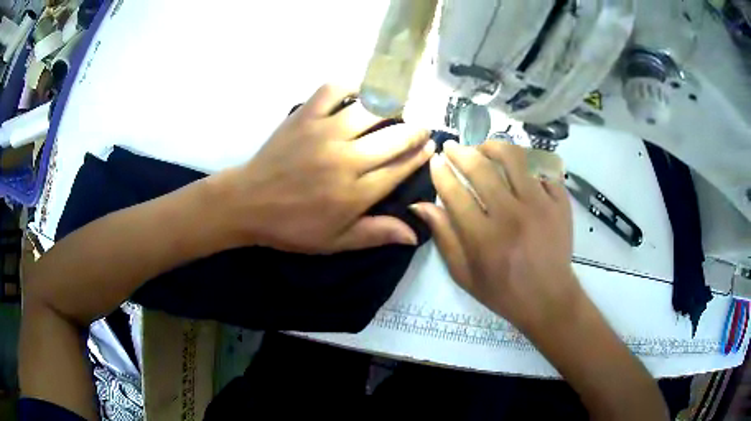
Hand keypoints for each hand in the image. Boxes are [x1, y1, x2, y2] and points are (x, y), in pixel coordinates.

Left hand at [213, 84, 434, 253]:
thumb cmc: (292, 227)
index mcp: (355, 193)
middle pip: (395, 136)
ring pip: (371, 110)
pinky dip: (351, 85)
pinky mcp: (304, 116)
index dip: (420, 155)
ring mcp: (324, 133)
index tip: (430, 146)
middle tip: (420, 128)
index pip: (400, 167)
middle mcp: (346, 159)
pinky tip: (360, 92)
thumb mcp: (335, 242)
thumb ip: (376, 233)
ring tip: (397, 109)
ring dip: (392, 107)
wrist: (248, 204)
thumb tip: (415, 232)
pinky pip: (333, 90)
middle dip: (415, 130)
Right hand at [411, 140, 579, 333]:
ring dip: (493, 146)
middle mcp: (512, 216)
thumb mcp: (464, 274)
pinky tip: (517, 167)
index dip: (441, 172)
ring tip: (483, 148)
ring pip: (514, 158)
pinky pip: (542, 168)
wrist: (548, 299)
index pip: (455, 193)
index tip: (436, 161)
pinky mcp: (560, 202)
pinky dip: (527, 162)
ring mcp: (540, 205)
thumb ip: (443, 237)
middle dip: (460, 152)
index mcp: (484, 239)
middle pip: (481, 168)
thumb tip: (421, 204)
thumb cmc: (503, 291)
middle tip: (452, 147)